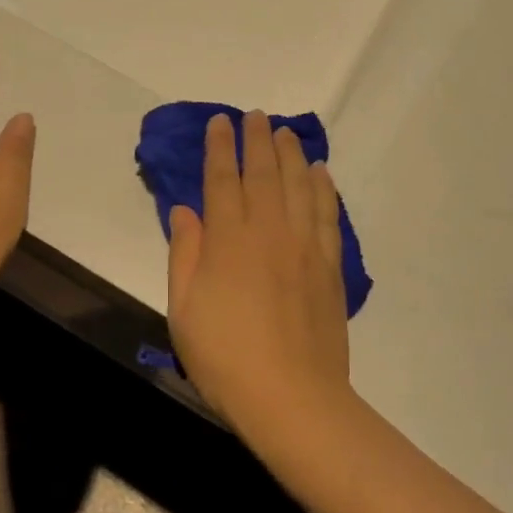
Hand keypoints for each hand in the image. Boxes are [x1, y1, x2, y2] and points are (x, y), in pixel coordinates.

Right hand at [166, 111, 352, 435]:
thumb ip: (184, 254)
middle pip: (264, 173)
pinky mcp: (329, 265)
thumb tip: (185, 211)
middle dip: (257, 140)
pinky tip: (321, 172)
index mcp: (228, 240)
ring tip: (286, 132)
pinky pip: (328, 214)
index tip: (220, 122)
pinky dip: (324, 188)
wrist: (291, 396)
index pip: (222, 180)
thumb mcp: (183, 310)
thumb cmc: (225, 358)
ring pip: (299, 185)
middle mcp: (269, 230)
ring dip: (292, 154)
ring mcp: (304, 246)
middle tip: (255, 115)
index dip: (219, 148)